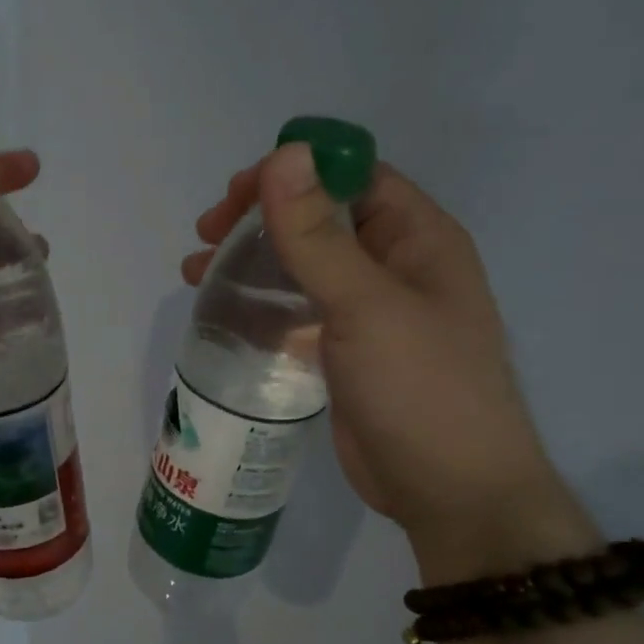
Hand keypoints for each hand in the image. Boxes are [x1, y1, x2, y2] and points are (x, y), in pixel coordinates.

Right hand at [183, 145, 581, 571]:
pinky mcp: (343, 354)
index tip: (234, 195)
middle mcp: (392, 267)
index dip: (293, 174)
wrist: (448, 490)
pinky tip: (223, 314)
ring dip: (250, 262)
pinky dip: (259, 307)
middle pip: (319, 220)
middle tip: (205, 236)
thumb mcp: (366, 305)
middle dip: (260, 219)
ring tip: (195, 271)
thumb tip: (284, 153)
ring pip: (300, 268)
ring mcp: (367, 314)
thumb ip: (319, 234)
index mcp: (416, 239)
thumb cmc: (420, 388)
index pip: (351, 177)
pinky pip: (295, 313)